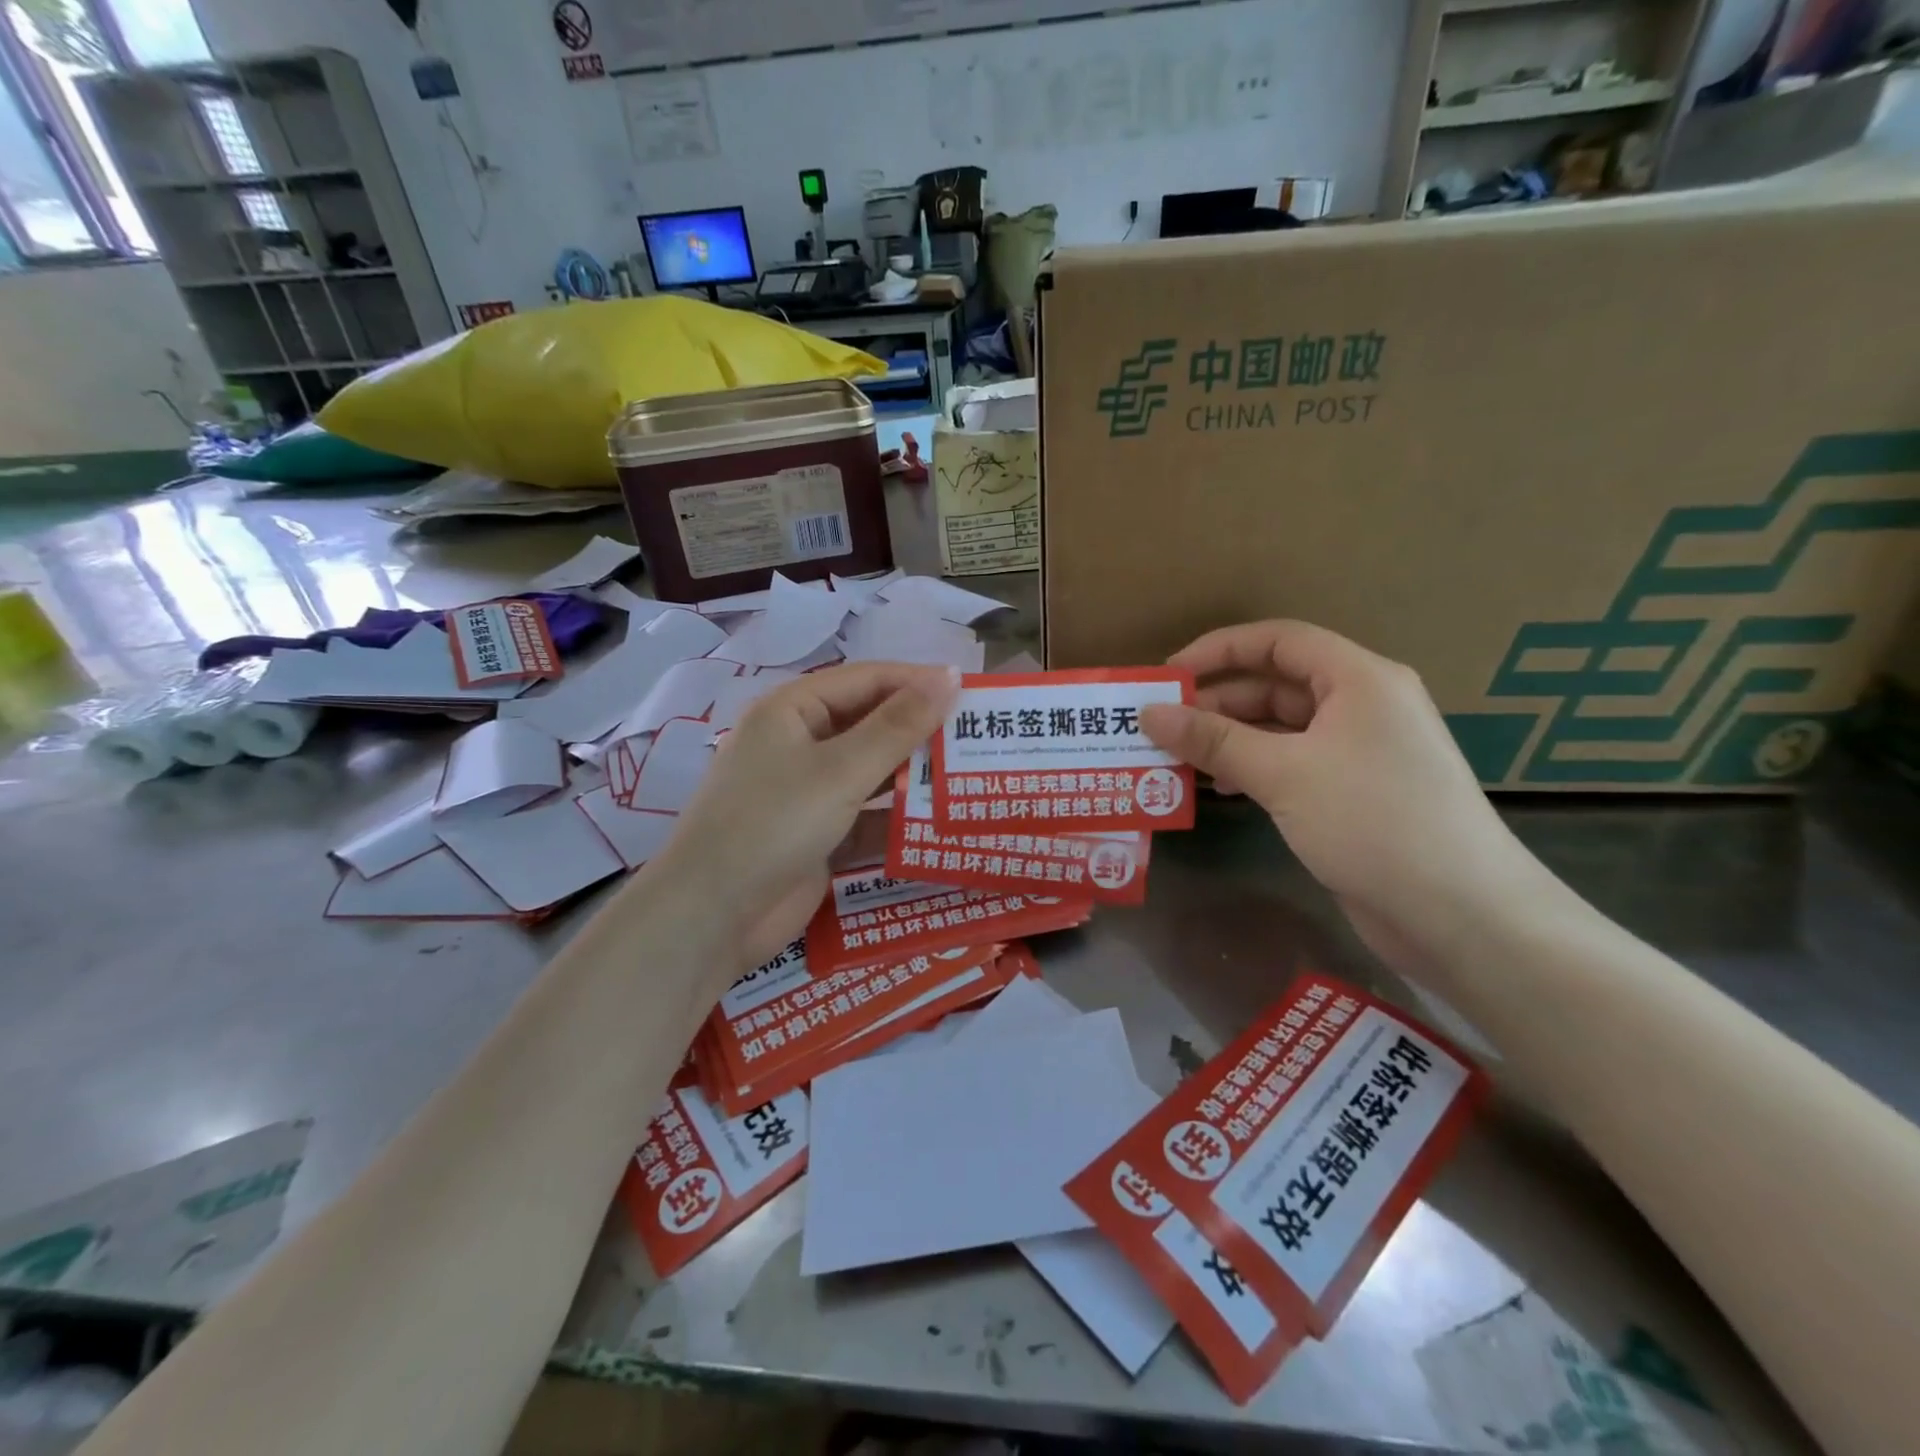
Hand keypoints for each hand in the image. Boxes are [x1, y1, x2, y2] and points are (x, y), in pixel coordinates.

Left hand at [650, 661, 959, 974]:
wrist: (713, 916)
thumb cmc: (773, 823)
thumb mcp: (841, 770)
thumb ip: (898, 726)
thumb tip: (949, 676)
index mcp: (793, 710)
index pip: (867, 680)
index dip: (918, 682)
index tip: (972, 693)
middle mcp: (799, 743)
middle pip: (870, 724)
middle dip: (920, 732)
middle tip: (978, 737)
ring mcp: (807, 791)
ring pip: (871, 772)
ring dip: (913, 776)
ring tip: (970, 776)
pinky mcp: (817, 834)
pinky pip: (865, 814)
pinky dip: (897, 817)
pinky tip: (941, 821)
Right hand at [1140, 621, 1549, 971]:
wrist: (1460, 914)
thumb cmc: (1373, 821)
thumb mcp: (1283, 773)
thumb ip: (1212, 740)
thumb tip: (1148, 713)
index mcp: (1358, 679)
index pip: (1277, 640)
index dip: (1218, 650)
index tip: (1168, 676)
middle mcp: (1361, 705)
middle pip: (1275, 685)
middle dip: (1216, 703)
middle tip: (1160, 727)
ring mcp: (1360, 751)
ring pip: (1280, 728)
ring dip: (1229, 739)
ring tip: (1178, 760)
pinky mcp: (1354, 792)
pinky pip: (1292, 763)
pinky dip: (1253, 768)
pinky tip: (1223, 788)